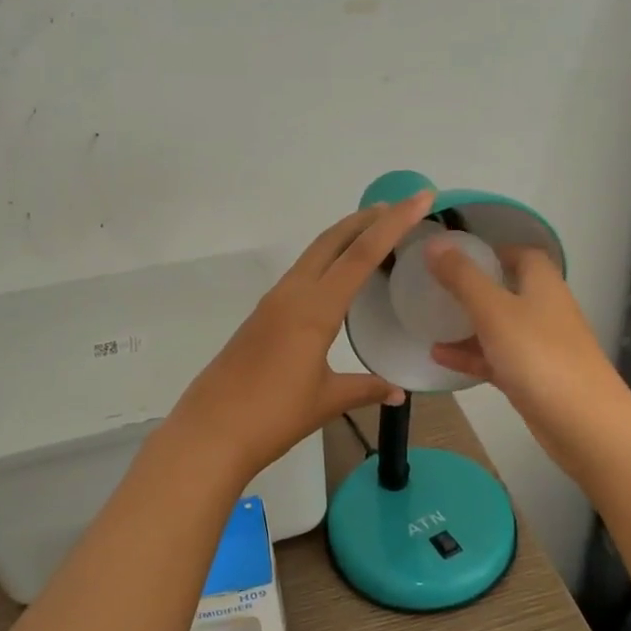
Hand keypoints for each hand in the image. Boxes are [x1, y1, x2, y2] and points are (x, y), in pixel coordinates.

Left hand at [168, 191, 432, 479]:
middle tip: (399, 207)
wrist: (210, 433)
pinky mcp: (260, 318)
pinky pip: (300, 276)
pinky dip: (325, 263)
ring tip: (373, 235)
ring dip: (343, 239)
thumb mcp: (327, 401)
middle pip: (332, 241)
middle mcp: (292, 295)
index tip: (420, 197)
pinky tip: (336, 280)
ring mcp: (272, 304)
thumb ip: (365, 389)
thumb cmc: (273, 416)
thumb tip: (398, 391)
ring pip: (313, 255)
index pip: (361, 254)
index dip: (394, 224)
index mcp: (314, 309)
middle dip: (366, 219)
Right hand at [425, 240, 630, 463]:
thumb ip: (462, 277)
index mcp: (542, 284)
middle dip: (472, 288)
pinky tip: (439, 357)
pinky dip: (471, 355)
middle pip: (507, 289)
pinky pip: (496, 358)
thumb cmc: (538, 356)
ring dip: (467, 324)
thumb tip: (434, 242)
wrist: (583, 423)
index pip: (520, 253)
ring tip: (428, 322)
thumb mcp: (493, 310)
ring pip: (499, 326)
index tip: (454, 256)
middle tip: (434, 288)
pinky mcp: (532, 377)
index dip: (491, 251)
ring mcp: (540, 346)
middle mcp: (544, 309)